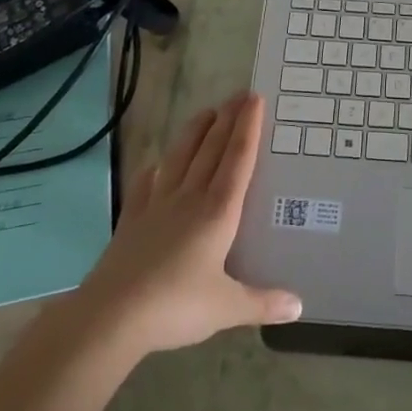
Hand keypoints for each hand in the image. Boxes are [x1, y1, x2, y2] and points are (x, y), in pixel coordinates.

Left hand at [77, 92, 300, 356]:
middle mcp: (190, 198)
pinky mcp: (132, 219)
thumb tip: (299, 307)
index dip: (248, 128)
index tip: (255, 99)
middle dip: (227, 119)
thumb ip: (263, 302)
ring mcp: (157, 205)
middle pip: (212, 149)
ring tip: (206, 111)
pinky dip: (154, 170)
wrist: (112, 316)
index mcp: (218, 212)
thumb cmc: (176, 307)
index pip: (238, 159)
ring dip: (195, 132)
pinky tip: (156, 164)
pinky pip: (145, 185)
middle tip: (239, 94)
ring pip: (180, 158)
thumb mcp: (227, 308)